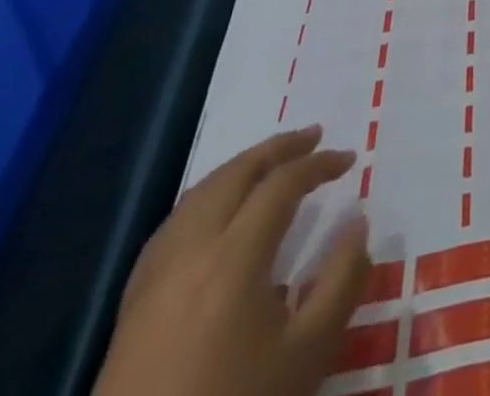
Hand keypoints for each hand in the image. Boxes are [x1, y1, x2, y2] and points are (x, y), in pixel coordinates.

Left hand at [94, 127, 369, 395]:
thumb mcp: (308, 353)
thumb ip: (342, 281)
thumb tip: (357, 223)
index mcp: (234, 257)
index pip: (282, 184)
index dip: (319, 164)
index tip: (349, 160)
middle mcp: (191, 251)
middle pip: (234, 175)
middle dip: (277, 148)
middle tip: (312, 136)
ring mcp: (154, 277)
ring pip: (198, 195)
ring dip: (240, 168)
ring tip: (270, 164)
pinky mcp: (132, 305)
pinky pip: (172, 225)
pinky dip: (206, 198)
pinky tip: (216, 213)